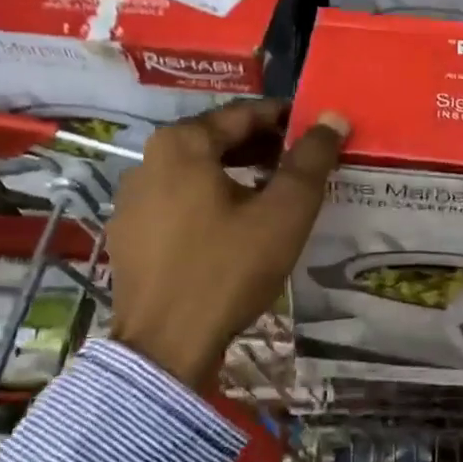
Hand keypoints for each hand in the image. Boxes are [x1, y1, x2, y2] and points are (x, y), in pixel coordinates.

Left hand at [107, 99, 348, 389]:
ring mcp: (132, 200)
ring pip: (198, 172)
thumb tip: (332, 118)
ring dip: (238, 174)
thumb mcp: (284, 211)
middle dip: (263, 147)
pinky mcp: (129, 235)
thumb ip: (311, 159)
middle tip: (303, 164)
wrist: (166, 347)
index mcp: (181, 144)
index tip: (317, 133)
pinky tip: (236, 227)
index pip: (243, 114)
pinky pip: (179, 201)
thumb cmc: (228, 268)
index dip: (286, 119)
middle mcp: (147, 162)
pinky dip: (211, 201)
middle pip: (217, 140)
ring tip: (276, 194)